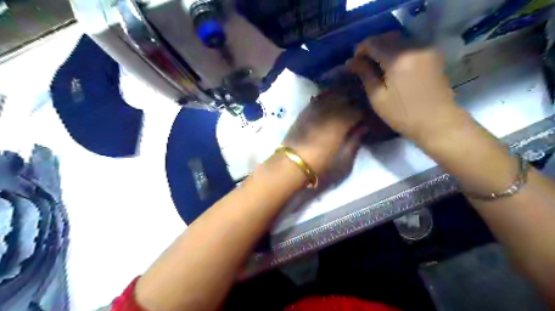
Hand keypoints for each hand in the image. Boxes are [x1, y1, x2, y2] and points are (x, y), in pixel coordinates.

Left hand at [284, 88, 367, 173]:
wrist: (291, 167)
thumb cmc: (321, 168)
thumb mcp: (344, 161)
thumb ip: (355, 141)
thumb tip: (363, 127)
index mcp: (342, 121)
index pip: (359, 110)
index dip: (366, 114)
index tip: (368, 120)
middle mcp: (329, 110)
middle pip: (346, 96)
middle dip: (356, 99)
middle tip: (360, 108)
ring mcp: (315, 108)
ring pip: (332, 93)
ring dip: (342, 94)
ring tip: (348, 100)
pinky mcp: (304, 112)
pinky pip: (318, 98)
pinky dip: (327, 96)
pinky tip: (330, 100)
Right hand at [348, 32, 461, 140]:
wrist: (437, 122)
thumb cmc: (402, 114)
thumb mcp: (378, 97)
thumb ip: (365, 74)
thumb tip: (352, 62)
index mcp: (397, 58)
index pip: (373, 43)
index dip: (360, 50)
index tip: (354, 63)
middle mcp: (413, 47)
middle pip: (386, 37)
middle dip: (372, 47)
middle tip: (364, 64)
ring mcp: (425, 49)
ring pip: (399, 39)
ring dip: (385, 48)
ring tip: (377, 65)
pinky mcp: (432, 54)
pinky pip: (410, 45)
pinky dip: (397, 51)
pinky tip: (393, 65)